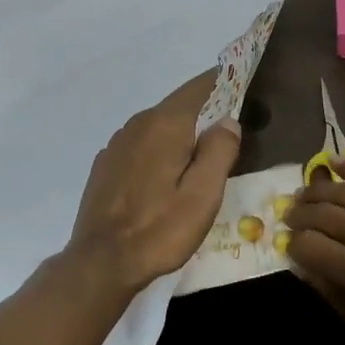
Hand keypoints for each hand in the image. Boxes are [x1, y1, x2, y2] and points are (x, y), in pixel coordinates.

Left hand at [66, 71, 242, 295]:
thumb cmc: (158, 230)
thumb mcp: (203, 196)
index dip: (225, 82)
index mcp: (166, 123)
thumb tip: (228, 120)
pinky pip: (143, 143)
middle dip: (206, 113)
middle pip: (180, 105)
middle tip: (231, 135)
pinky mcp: (107, 163)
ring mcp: (118, 142)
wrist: (100, 263)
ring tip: (201, 160)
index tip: (245, 88)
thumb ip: (219, 151)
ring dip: (182, 133)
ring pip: (160, 125)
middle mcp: (139, 122)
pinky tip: (166, 177)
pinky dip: (160, 149)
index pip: (201, 86)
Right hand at [285, 158, 344, 344]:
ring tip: (306, 192)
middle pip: (322, 213)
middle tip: (291, 215)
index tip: (291, 245)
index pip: (308, 245)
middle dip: (300, 214)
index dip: (293, 244)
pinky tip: (335, 163)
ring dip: (318, 189)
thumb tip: (305, 266)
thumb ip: (335, 296)